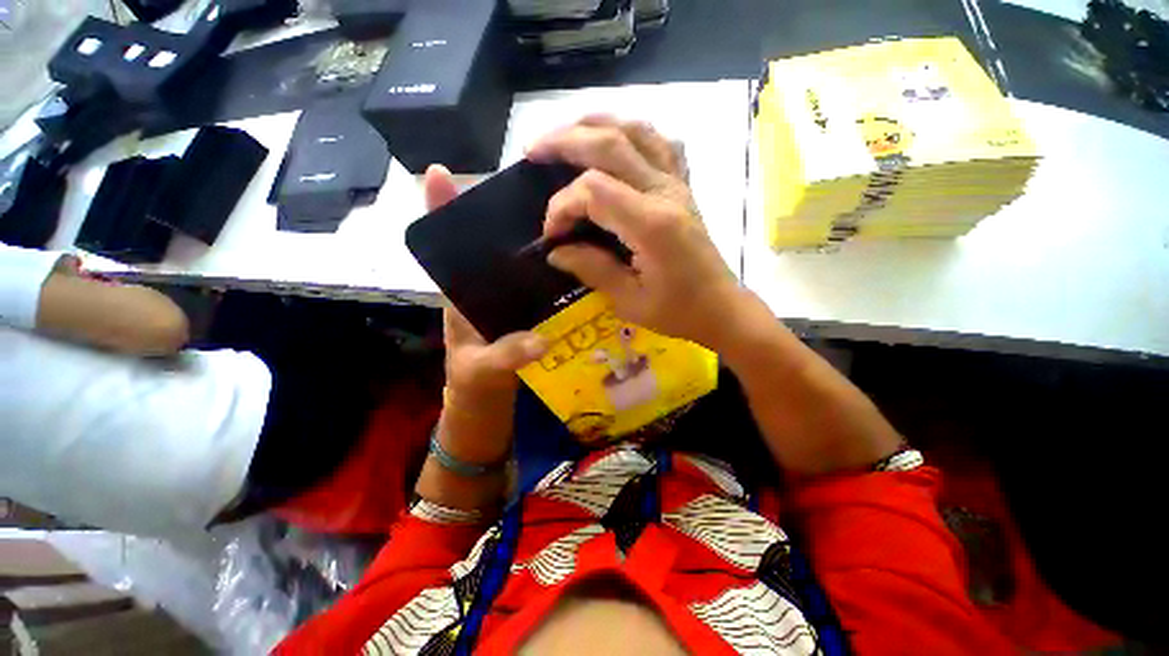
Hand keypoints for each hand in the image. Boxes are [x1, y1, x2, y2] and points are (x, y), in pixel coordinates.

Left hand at [424, 165, 546, 401]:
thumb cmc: (473, 380)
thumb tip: (541, 340)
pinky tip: (581, 261)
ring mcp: (510, 295)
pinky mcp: (530, 307)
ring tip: (568, 218)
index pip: (448, 245)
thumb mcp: (482, 369)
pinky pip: (542, 282)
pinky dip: (556, 271)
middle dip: (506, 214)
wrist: (489, 397)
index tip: (438, 173)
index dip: (439, 210)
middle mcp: (486, 285)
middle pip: (491, 241)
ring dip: (539, 241)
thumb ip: (506, 356)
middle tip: (538, 191)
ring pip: (521, 259)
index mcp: (462, 292)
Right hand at [527, 116, 742, 349]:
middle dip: (565, 141)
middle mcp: (665, 192)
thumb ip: (591, 269)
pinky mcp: (683, 186)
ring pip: (636, 130)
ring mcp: (678, 184)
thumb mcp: (629, 301)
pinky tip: (615, 142)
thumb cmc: (678, 311)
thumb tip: (556, 251)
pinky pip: (660, 143)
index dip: (562, 206)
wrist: (721, 307)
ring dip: (596, 125)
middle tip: (532, 150)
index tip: (552, 234)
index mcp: (651, 225)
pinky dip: (633, 134)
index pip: (593, 191)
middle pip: (610, 143)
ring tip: (566, 134)